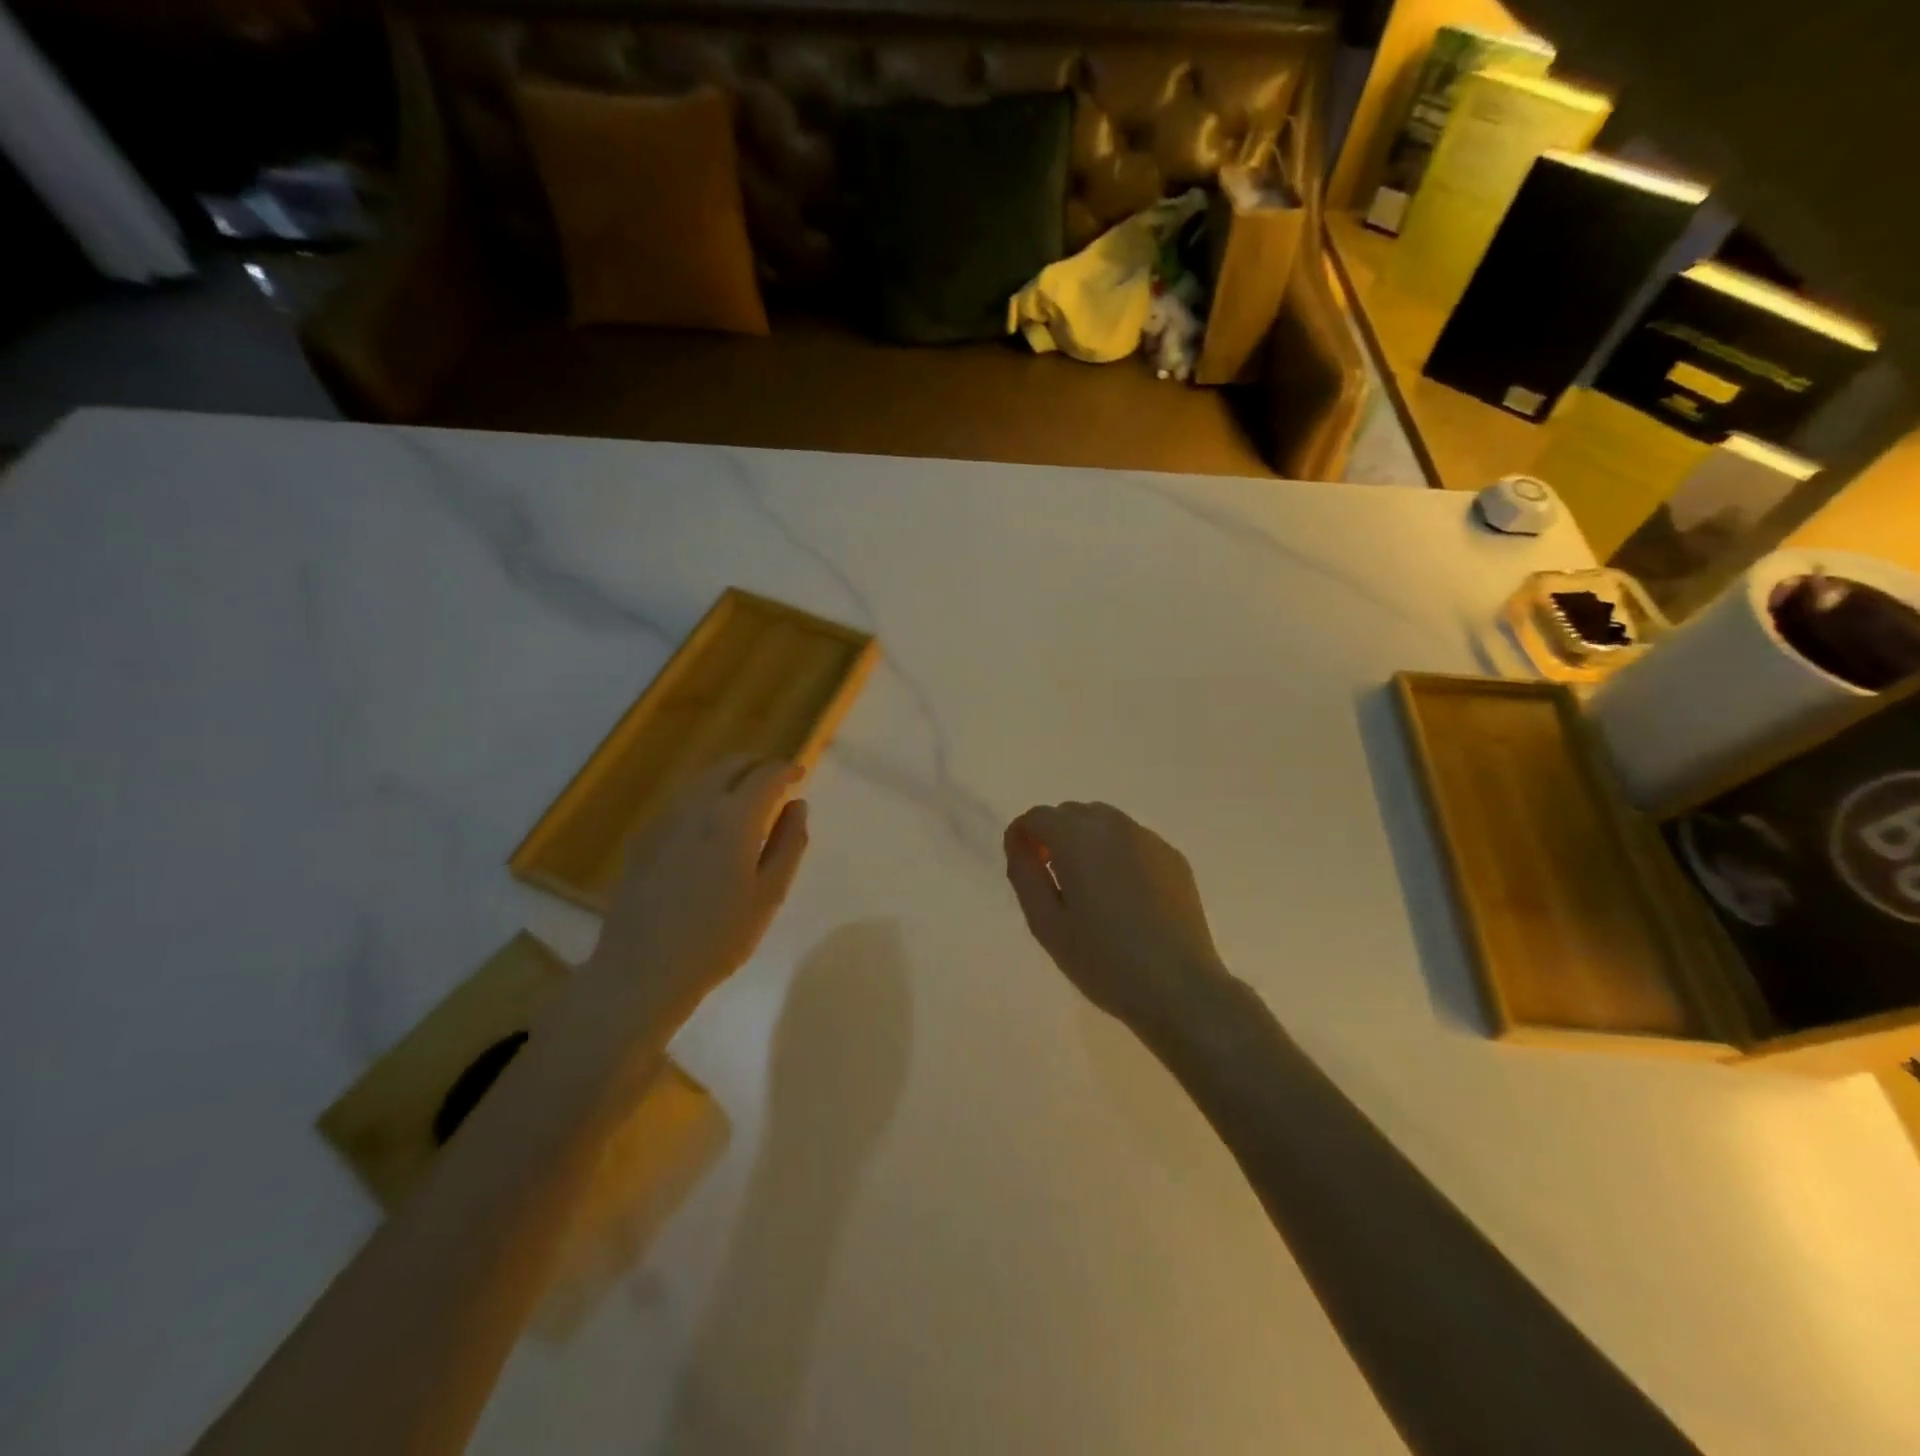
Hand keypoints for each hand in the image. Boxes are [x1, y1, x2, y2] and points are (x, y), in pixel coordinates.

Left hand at [579, 755, 809, 1030]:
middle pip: (730, 765)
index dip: (786, 770)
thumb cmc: (718, 937)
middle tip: (776, 778)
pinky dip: (704, 795)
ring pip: (702, 778)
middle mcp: (697, 805)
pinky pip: (681, 799)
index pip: (765, 775)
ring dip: (729, 776)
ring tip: (747, 795)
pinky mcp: (644, 837)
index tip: (800, 774)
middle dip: (756, 764)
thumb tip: (797, 805)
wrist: (642, 970)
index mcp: (734, 817)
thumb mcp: (769, 894)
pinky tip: (710, 822)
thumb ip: (789, 843)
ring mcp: (665, 819)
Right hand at [1004, 801, 1229, 1031]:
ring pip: (1105, 823)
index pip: (1038, 816)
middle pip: (1071, 813)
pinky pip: (1133, 841)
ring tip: (1088, 887)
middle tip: (1052, 879)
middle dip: (1054, 835)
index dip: (1021, 835)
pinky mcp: (1173, 857)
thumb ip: (1024, 874)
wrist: (1178, 988)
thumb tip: (1019, 844)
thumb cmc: (1103, 960)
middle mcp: (1114, 825)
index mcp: (1078, 838)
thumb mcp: (1046, 924)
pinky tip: (1124, 896)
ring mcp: (1149, 839)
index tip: (1021, 865)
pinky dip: (1117, 854)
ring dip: (1086, 841)